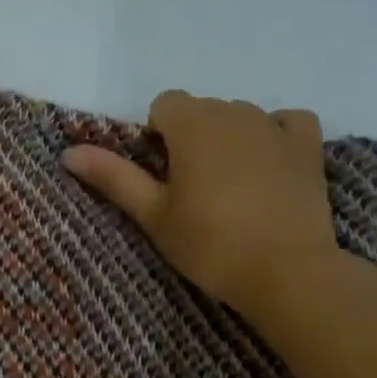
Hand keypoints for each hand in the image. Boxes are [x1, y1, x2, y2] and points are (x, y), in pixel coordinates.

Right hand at [63, 91, 340, 321]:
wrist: (286, 272)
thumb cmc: (210, 244)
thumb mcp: (153, 214)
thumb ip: (113, 177)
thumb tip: (68, 152)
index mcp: (192, 124)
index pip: (164, 105)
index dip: (156, 136)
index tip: (162, 175)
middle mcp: (234, 112)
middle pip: (201, 110)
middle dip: (191, 138)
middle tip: (192, 190)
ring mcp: (275, 126)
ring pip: (240, 116)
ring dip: (228, 139)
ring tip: (231, 188)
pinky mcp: (308, 146)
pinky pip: (286, 122)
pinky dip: (275, 136)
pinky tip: (270, 165)